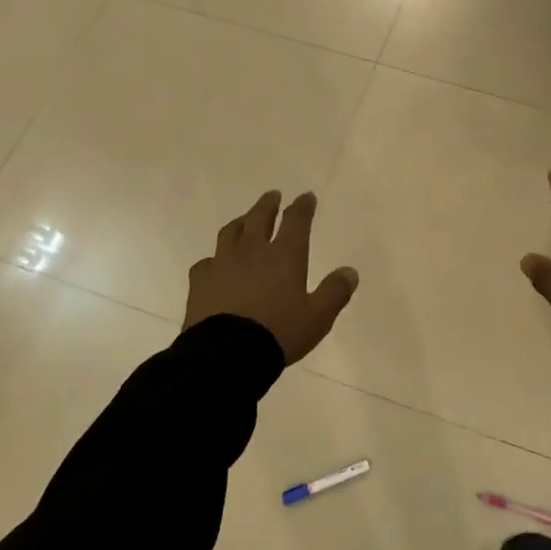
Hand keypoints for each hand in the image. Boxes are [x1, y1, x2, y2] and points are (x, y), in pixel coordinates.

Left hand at [184, 191, 358, 364]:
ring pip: (231, 232)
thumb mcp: (317, 317)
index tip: (306, 196)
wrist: (226, 354)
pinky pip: (207, 262)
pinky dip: (214, 258)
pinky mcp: (200, 281)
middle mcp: (252, 251)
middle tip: (272, 195)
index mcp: (284, 255)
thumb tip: (350, 272)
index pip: (295, 221)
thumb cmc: (278, 333)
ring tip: (244, 220)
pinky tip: (215, 263)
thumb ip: (334, 292)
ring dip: (241, 222)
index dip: (302, 206)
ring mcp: (223, 263)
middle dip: (268, 204)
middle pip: (259, 218)